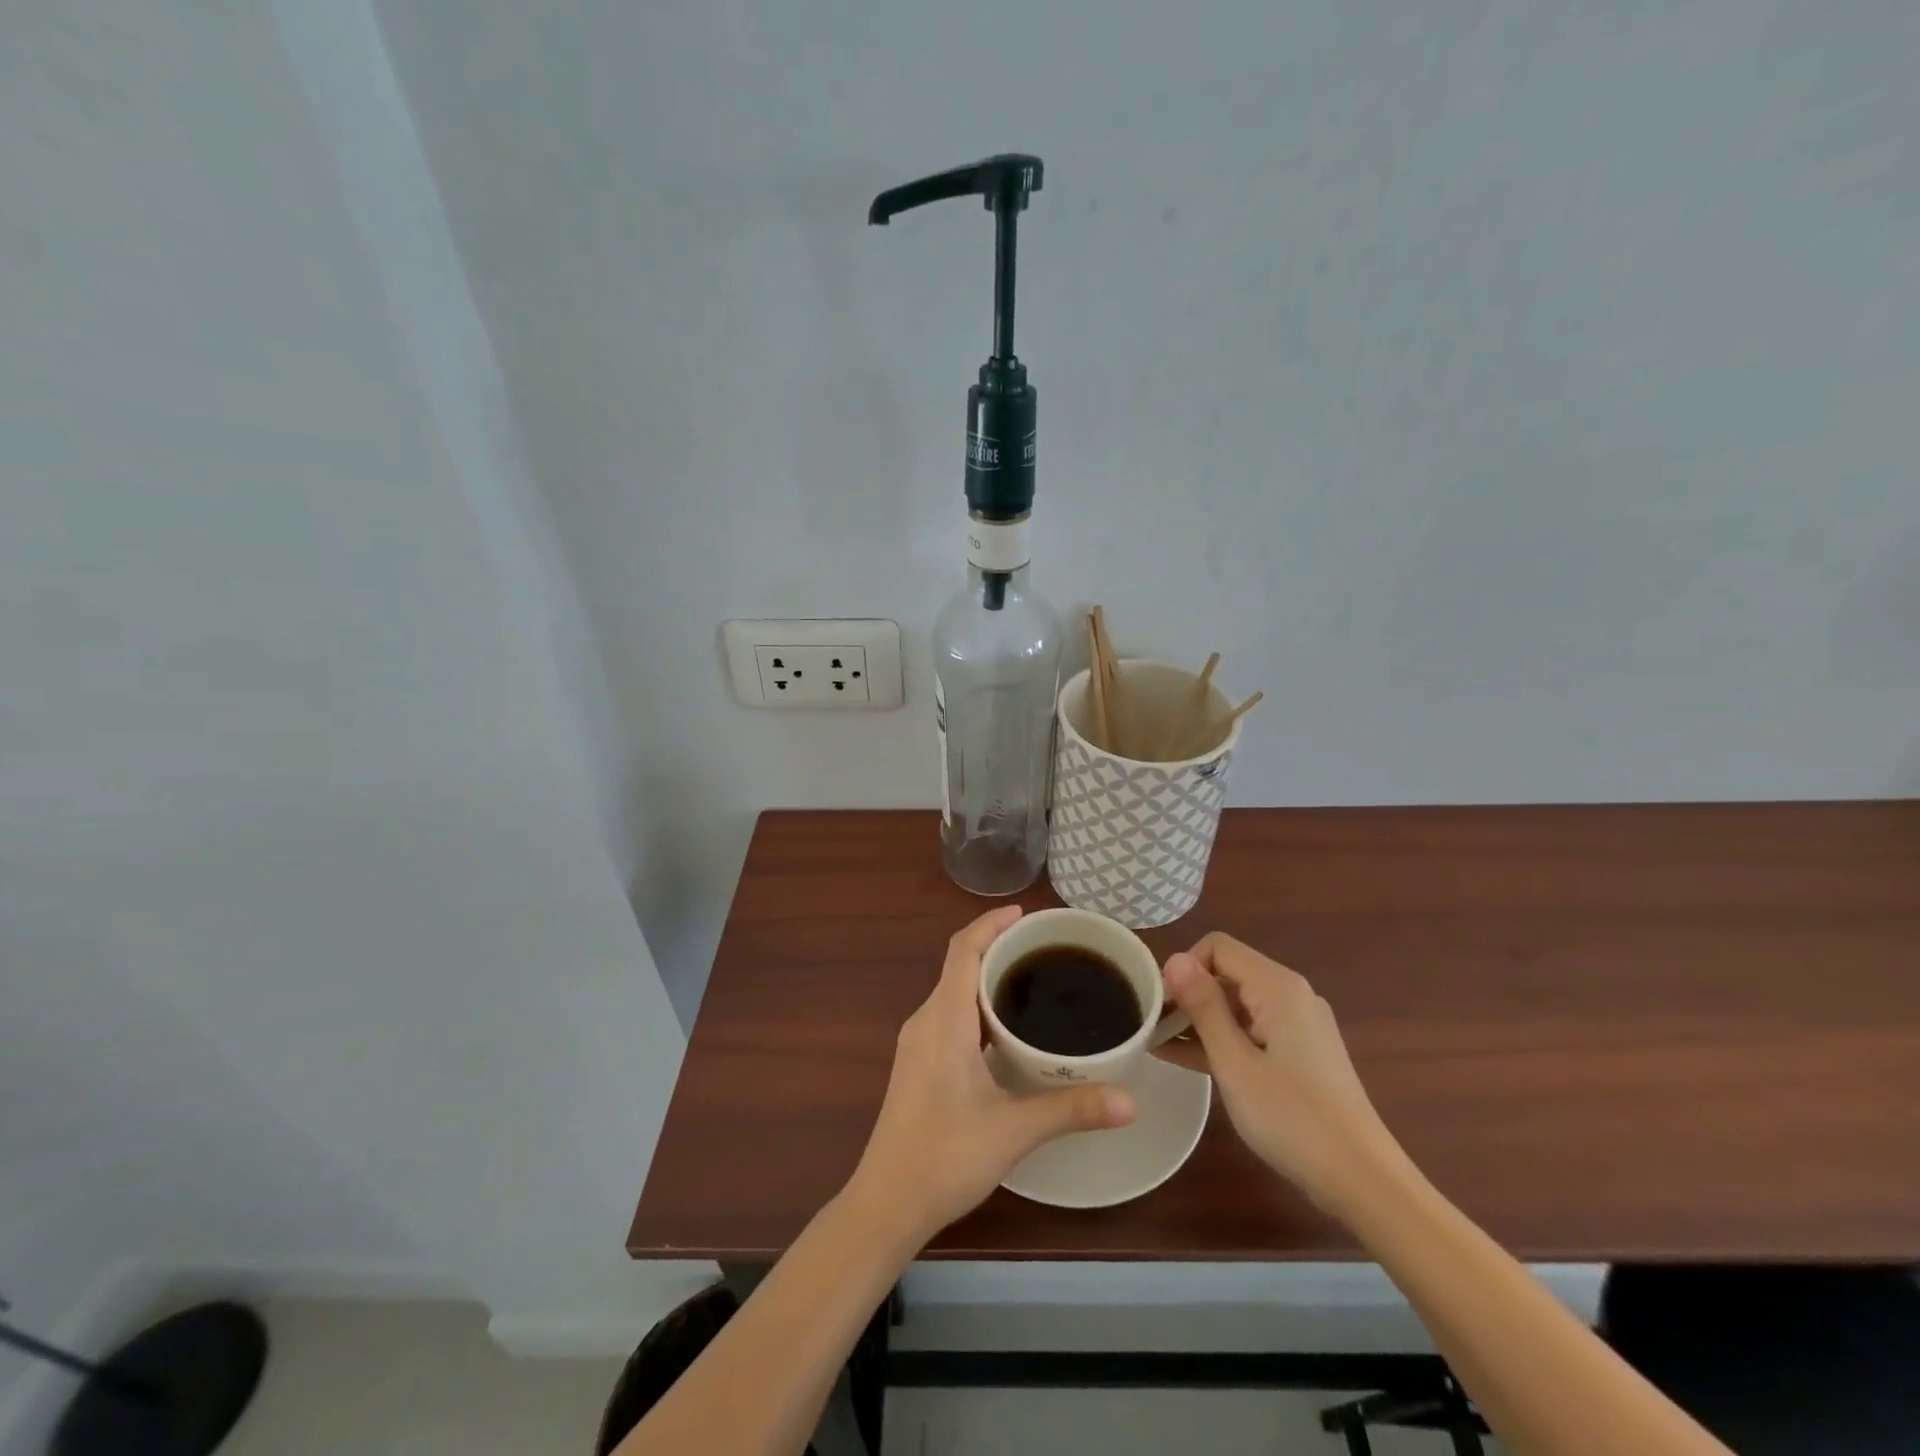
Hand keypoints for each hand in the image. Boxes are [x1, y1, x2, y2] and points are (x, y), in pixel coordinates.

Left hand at [850, 906, 1135, 1241]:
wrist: (886, 1203)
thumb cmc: (943, 1158)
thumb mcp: (1013, 1131)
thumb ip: (1071, 1110)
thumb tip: (1130, 1100)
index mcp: (943, 1020)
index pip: (962, 950)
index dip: (990, 924)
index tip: (1026, 914)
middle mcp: (926, 1020)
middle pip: (960, 964)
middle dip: (998, 947)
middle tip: (1046, 948)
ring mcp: (918, 1042)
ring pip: (954, 990)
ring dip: (988, 976)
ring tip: (1034, 980)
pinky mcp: (919, 1063)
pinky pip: (950, 1013)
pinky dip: (979, 1004)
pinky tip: (1008, 1028)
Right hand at [1162, 934, 1398, 1212]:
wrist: (1364, 1181)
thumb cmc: (1293, 1118)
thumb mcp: (1235, 1063)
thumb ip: (1203, 1007)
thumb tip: (1173, 958)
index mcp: (1277, 987)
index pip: (1217, 947)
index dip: (1184, 968)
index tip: (1160, 1005)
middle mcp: (1291, 995)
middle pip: (1227, 973)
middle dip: (1187, 994)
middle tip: (1151, 1026)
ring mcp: (1298, 1025)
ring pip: (1237, 1004)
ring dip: (1199, 1019)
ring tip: (1156, 1042)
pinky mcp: (1300, 1053)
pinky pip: (1251, 1030)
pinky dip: (1221, 1039)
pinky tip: (1185, 1058)